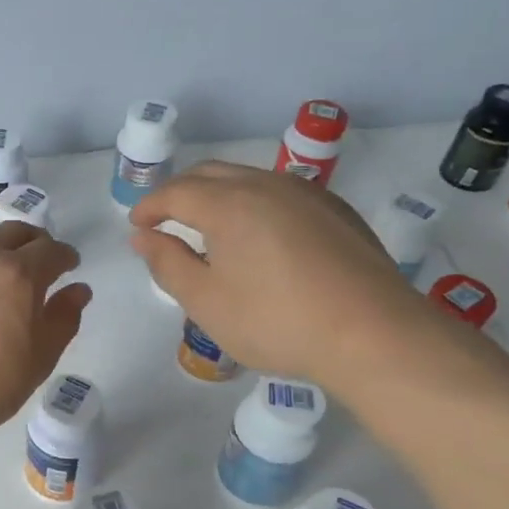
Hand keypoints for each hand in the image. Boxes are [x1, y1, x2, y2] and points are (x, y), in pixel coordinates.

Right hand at [129, 162, 430, 390]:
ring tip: (208, 227)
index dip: (150, 206)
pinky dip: (254, 203)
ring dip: (218, 195)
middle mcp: (267, 185)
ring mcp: (308, 194)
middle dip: (180, 192)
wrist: (373, 334)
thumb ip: (167, 264)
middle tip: (165, 219)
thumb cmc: (276, 322)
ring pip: (249, 179)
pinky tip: (259, 236)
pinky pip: (281, 193)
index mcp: (229, 204)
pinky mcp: (337, 211)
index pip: (176, 192)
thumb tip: (143, 236)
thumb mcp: (206, 302)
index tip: (136, 224)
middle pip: (211, 174)